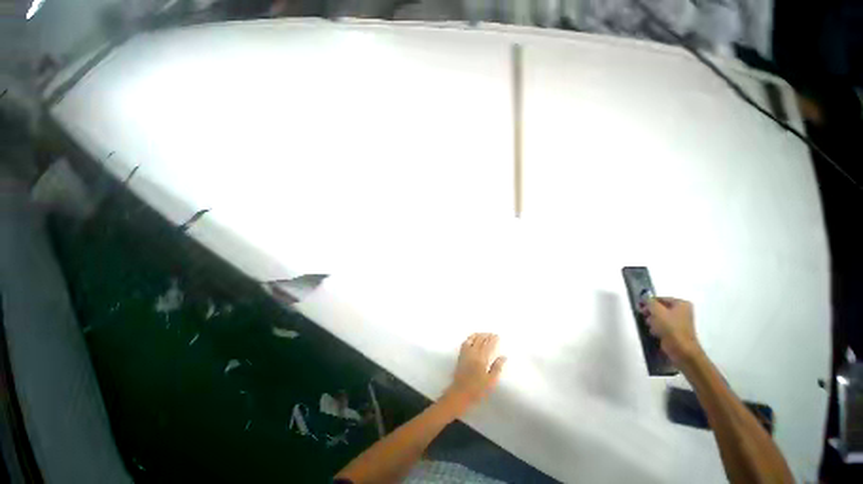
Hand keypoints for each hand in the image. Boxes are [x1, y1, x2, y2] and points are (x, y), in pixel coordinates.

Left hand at [441, 333, 505, 414]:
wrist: (460, 393)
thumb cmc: (477, 389)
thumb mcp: (491, 381)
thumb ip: (497, 367)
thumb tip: (503, 356)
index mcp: (482, 359)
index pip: (488, 345)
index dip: (493, 339)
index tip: (497, 336)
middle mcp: (473, 353)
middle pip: (480, 340)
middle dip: (487, 335)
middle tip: (492, 334)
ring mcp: (466, 353)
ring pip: (473, 339)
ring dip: (479, 335)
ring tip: (484, 334)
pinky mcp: (461, 355)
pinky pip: (466, 342)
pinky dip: (470, 337)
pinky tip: (473, 337)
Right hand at [641, 297, 702, 366]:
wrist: (681, 349)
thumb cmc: (670, 327)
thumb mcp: (657, 311)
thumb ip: (650, 302)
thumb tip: (645, 299)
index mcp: (682, 304)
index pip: (660, 298)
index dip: (649, 302)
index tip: (640, 307)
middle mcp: (683, 311)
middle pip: (660, 308)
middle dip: (651, 312)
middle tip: (645, 316)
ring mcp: (680, 322)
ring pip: (660, 317)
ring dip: (653, 321)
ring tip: (651, 326)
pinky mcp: (676, 331)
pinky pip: (663, 325)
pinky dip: (657, 328)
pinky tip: (655, 332)